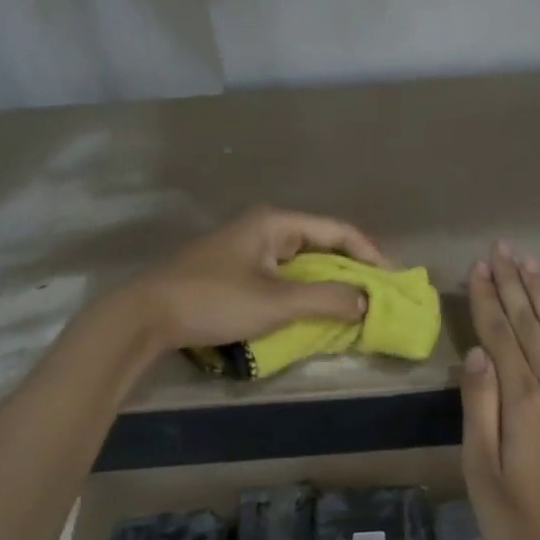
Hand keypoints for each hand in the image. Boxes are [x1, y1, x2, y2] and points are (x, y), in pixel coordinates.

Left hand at [124, 206, 386, 351]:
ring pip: (301, 264)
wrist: (147, 316)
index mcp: (275, 223)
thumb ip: (327, 300)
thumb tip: (366, 302)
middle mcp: (264, 229)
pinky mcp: (235, 271)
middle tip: (377, 297)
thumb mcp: (277, 302)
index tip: (391, 281)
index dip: (369, 254)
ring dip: (328, 284)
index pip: (337, 231)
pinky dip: (304, 293)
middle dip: (351, 270)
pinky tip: (314, 312)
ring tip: (354, 307)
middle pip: (321, 244)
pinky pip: (283, 277)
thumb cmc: (215, 300)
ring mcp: (247, 250)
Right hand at [460, 242, 539, 539]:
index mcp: (522, 400)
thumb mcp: (479, 465)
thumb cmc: (512, 512)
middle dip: (514, 285)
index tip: (478, 267)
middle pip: (530, 325)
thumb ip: (479, 405)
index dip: (488, 299)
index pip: (500, 336)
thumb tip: (476, 352)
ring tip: (529, 264)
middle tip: (501, 248)